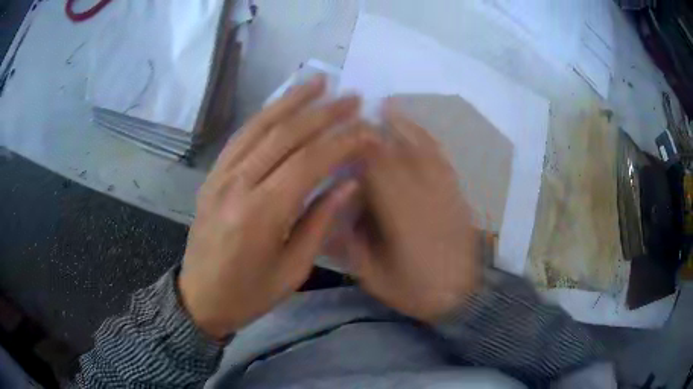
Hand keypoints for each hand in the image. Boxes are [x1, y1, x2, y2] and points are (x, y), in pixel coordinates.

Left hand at [179, 76, 379, 338]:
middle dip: (324, 113)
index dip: (343, 141)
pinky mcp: (212, 176)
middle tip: (352, 98)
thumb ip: (320, 221)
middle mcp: (239, 185)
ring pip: (260, 127)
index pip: (310, 162)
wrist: (200, 297)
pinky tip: (282, 104)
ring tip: (318, 82)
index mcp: (262, 214)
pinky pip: (240, 137)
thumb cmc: (249, 293)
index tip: (369, 131)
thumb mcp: (293, 269)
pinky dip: (264, 116)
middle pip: (286, 135)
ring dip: (292, 101)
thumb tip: (349, 182)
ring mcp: (221, 176)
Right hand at [338, 104, 480, 322]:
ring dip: (402, 125)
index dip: (356, 150)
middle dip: (374, 132)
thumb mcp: (375, 277)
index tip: (340, 135)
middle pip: (395, 154)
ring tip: (386, 105)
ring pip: (420, 149)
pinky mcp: (455, 192)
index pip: (374, 173)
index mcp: (399, 218)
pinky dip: (427, 138)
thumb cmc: (416, 290)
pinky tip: (415, 127)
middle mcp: (422, 196)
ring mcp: (443, 190)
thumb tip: (333, 215)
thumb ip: (352, 246)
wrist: (463, 295)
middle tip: (355, 115)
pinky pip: (440, 158)